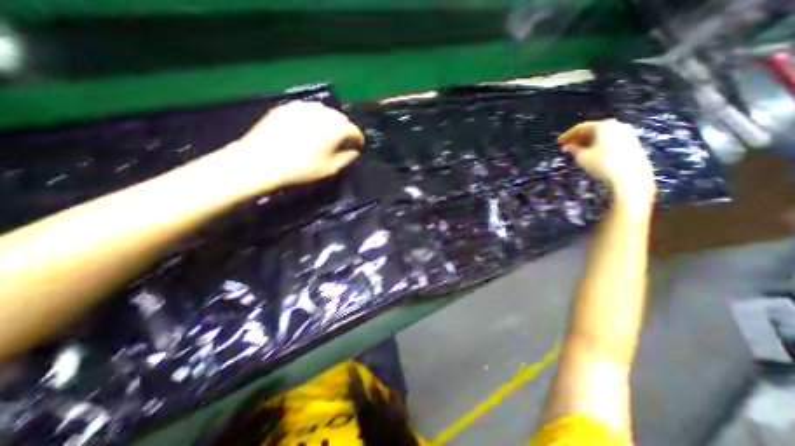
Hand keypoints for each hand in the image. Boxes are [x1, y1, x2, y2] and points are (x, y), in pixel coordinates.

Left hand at [202, 101, 365, 198]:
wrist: (261, 161)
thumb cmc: (301, 168)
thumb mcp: (330, 169)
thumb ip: (347, 159)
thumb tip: (355, 152)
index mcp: (336, 128)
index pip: (354, 131)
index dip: (358, 140)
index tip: (357, 147)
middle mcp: (323, 112)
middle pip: (340, 118)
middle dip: (344, 130)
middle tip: (340, 142)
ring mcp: (303, 106)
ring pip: (324, 112)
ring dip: (329, 122)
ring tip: (324, 134)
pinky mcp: (287, 106)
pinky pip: (307, 110)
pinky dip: (313, 118)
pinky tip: (307, 129)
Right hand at [555, 117, 655, 202]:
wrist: (630, 176)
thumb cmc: (602, 163)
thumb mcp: (581, 157)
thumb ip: (573, 149)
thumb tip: (569, 146)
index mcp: (602, 126)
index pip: (581, 127)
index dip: (568, 135)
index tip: (559, 143)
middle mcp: (616, 125)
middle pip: (593, 129)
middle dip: (578, 138)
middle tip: (567, 147)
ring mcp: (627, 133)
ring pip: (602, 135)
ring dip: (588, 141)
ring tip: (578, 151)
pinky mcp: (632, 142)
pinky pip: (610, 140)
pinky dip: (598, 144)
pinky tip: (592, 153)